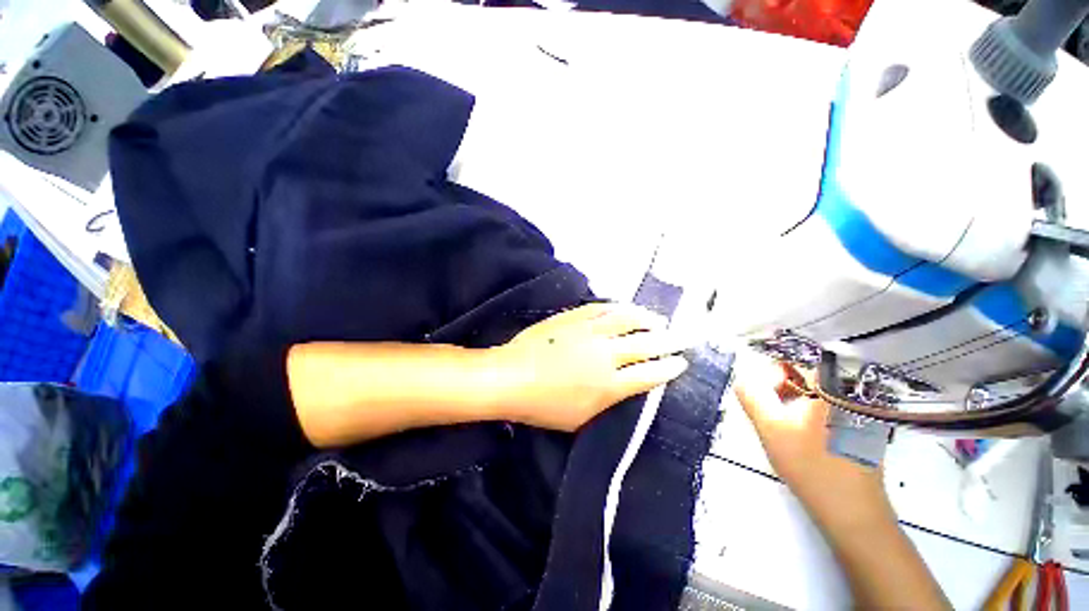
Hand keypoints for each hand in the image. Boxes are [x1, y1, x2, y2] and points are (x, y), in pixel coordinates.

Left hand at [491, 303, 688, 431]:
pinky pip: (602, 309)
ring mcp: (589, 332)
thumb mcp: (582, 417)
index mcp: (610, 385)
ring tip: (659, 319)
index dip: (669, 367)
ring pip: (627, 320)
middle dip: (670, 340)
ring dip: (647, 319)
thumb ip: (609, 401)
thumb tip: (627, 386)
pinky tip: (625, 309)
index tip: (682, 362)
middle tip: (684, 337)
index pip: (650, 374)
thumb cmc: (544, 406)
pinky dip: (618, 308)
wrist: (511, 378)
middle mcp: (606, 355)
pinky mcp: (574, 317)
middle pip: (647, 344)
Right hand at [733, 352, 892, 529]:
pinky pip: (829, 404)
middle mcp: (852, 391)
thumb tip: (745, 377)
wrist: (853, 513)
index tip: (763, 394)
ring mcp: (862, 409)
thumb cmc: (811, 467)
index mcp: (833, 386)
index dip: (772, 371)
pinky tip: (803, 434)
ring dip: (794, 399)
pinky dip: (810, 410)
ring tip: (785, 425)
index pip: (795, 357)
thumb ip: (751, 394)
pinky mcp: (863, 424)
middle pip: (807, 372)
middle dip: (781, 386)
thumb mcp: (770, 427)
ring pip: (817, 389)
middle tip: (771, 412)